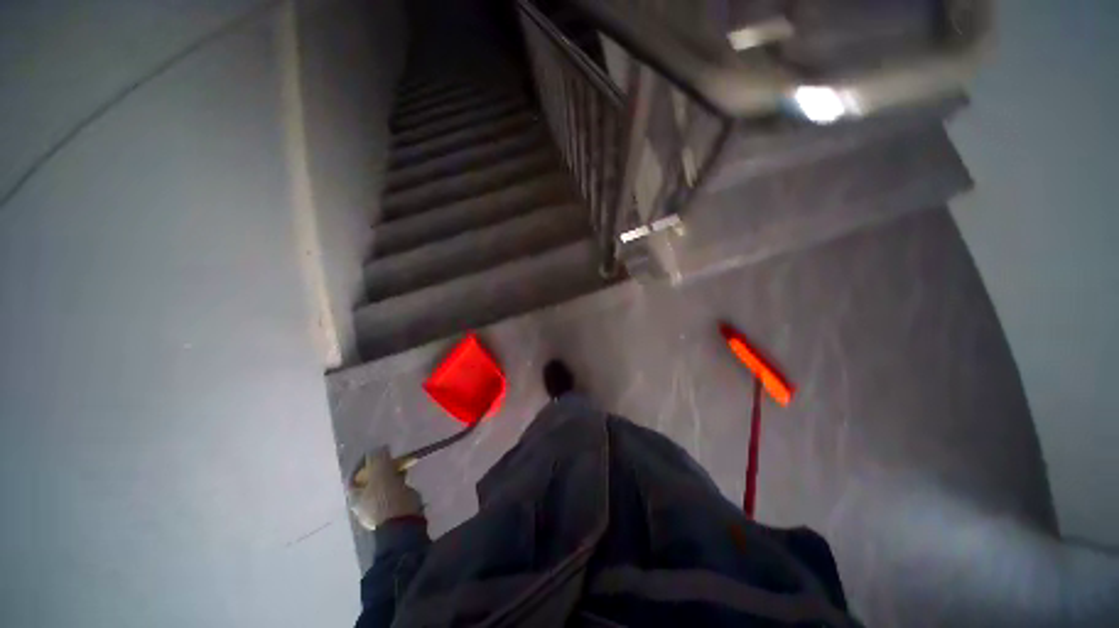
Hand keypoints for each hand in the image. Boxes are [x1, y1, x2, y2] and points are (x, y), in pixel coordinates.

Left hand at [347, 447, 422, 529]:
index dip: (364, 462)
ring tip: (403, 464)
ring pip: (383, 484)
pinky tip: (406, 476)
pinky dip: (399, 481)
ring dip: (391, 473)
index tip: (378, 452)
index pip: (354, 475)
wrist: (403, 522)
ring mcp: (378, 506)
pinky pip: (394, 489)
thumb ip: (378, 459)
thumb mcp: (381, 474)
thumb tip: (379, 447)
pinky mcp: (393, 508)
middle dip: (381, 467)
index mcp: (355, 496)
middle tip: (393, 457)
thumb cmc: (387, 498)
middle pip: (370, 479)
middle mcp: (363, 502)